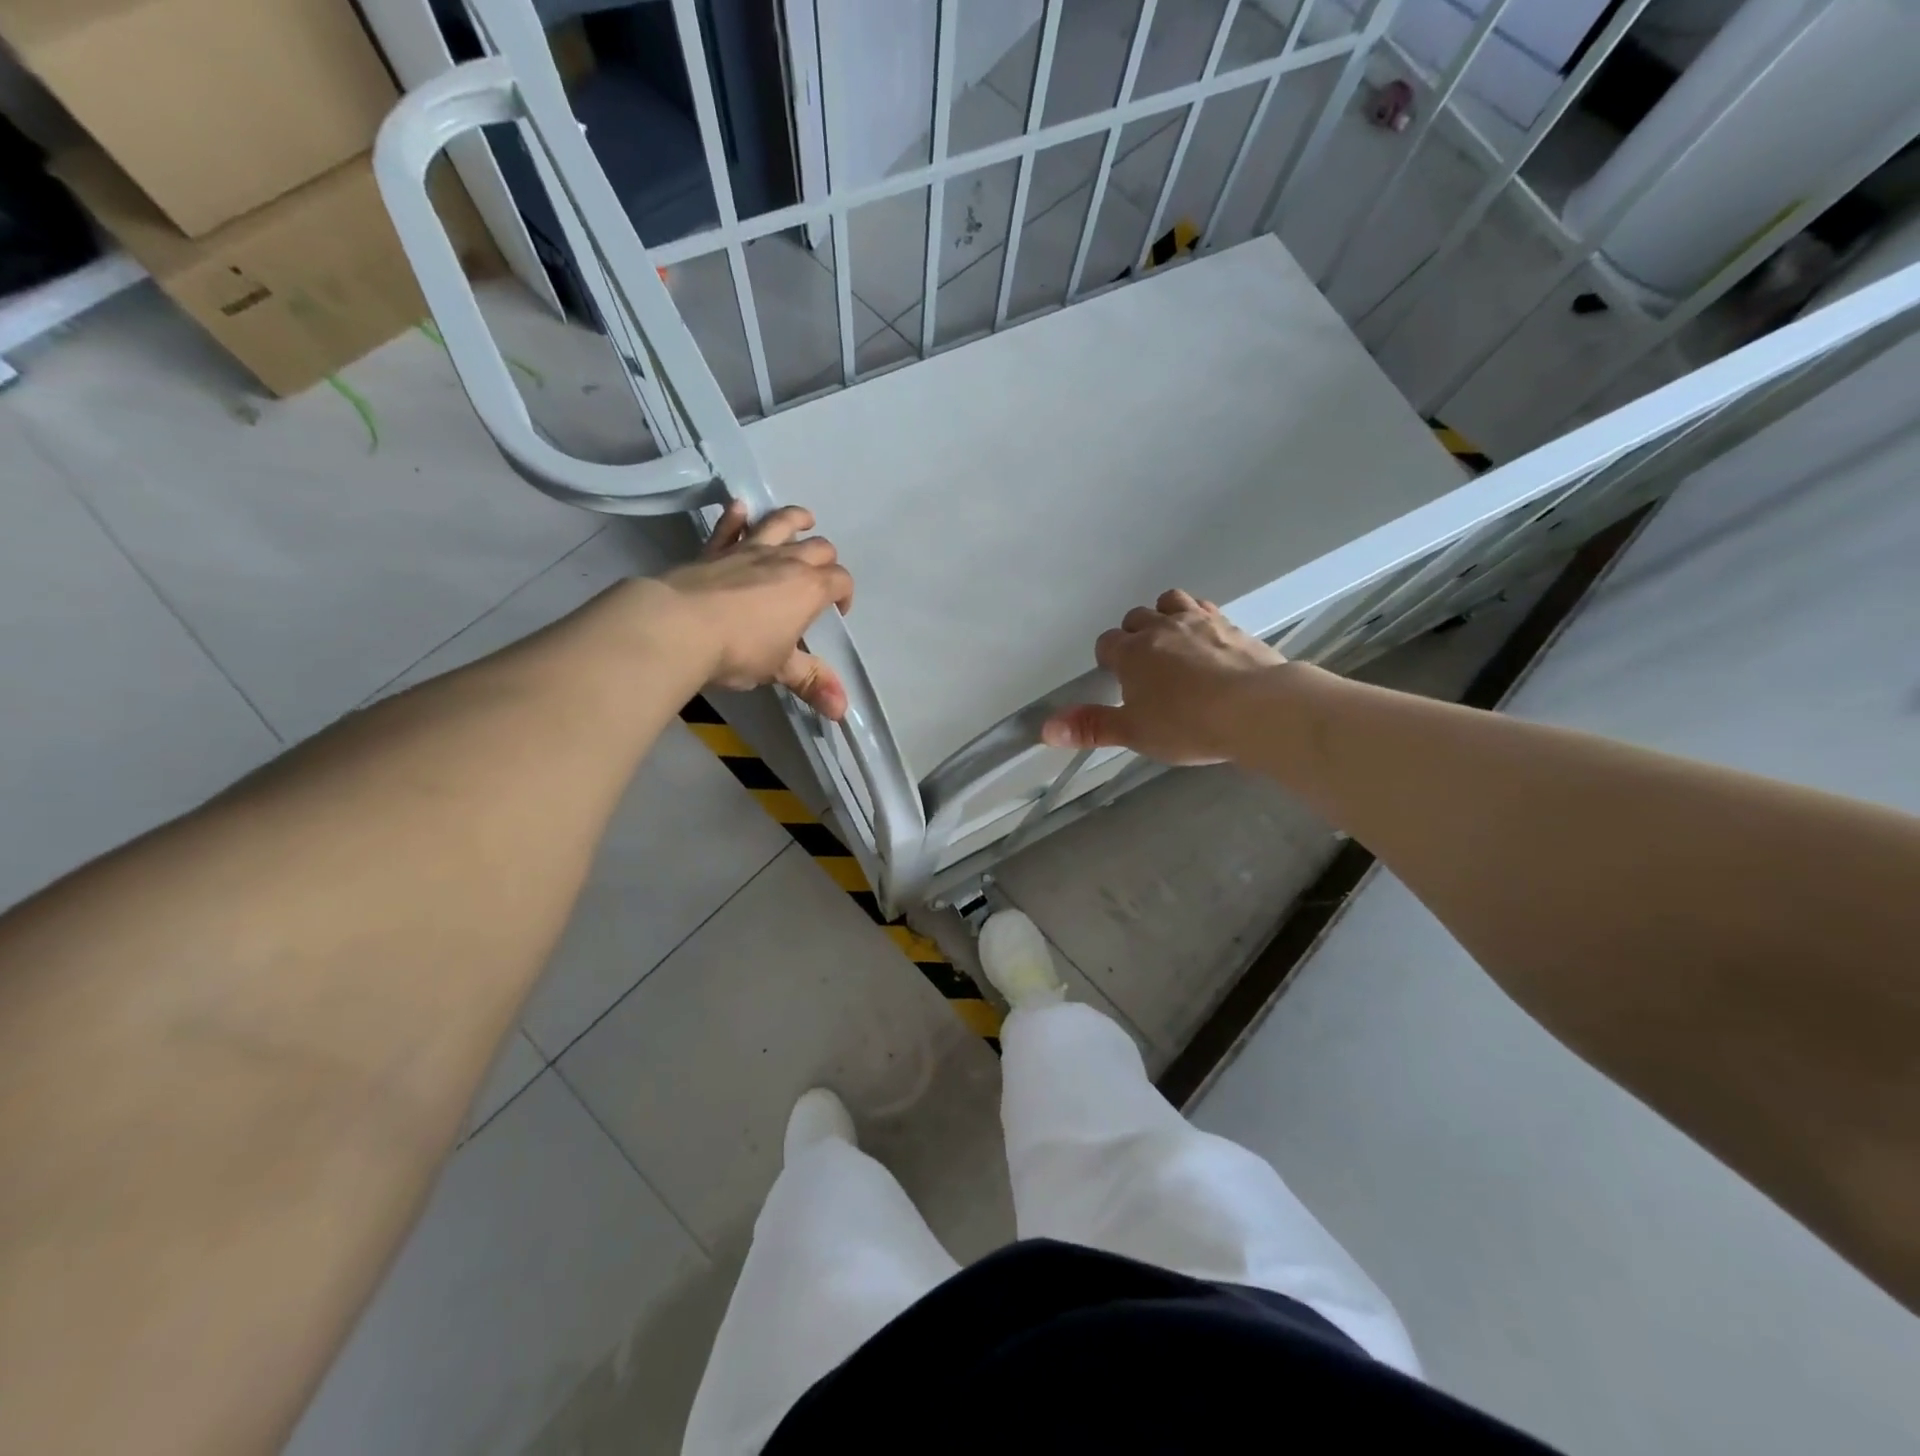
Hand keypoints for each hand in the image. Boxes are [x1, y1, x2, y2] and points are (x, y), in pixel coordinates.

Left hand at [655, 502, 854, 718]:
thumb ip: (811, 682)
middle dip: (826, 559)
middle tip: (821, 575)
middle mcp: (785, 561)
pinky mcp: (714, 550)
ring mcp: (747, 550)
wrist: (678, 626)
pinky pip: (729, 526)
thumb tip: (842, 710)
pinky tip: (740, 509)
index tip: (837, 612)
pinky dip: (737, 517)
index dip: (844, 593)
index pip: (840, 580)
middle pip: (818, 548)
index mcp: (809, 589)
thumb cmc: (739, 650)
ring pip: (780, 522)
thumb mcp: (779, 669)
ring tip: (804, 520)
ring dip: (796, 519)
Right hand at [1042, 589, 1284, 763]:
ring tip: (1172, 641)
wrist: (1258, 708)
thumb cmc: (1188, 724)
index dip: (1108, 659)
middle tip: (1143, 664)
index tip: (1117, 677)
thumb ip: (1091, 727)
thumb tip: (1045, 729)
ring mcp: (1199, 622)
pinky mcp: (1232, 625)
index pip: (1107, 643)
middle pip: (1136, 618)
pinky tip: (1208, 638)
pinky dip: (1200, 619)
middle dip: (1134, 635)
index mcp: (1132, 653)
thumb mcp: (1135, 732)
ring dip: (1165, 615)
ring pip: (1171, 602)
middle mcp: (1161, 628)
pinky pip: (1207, 610)